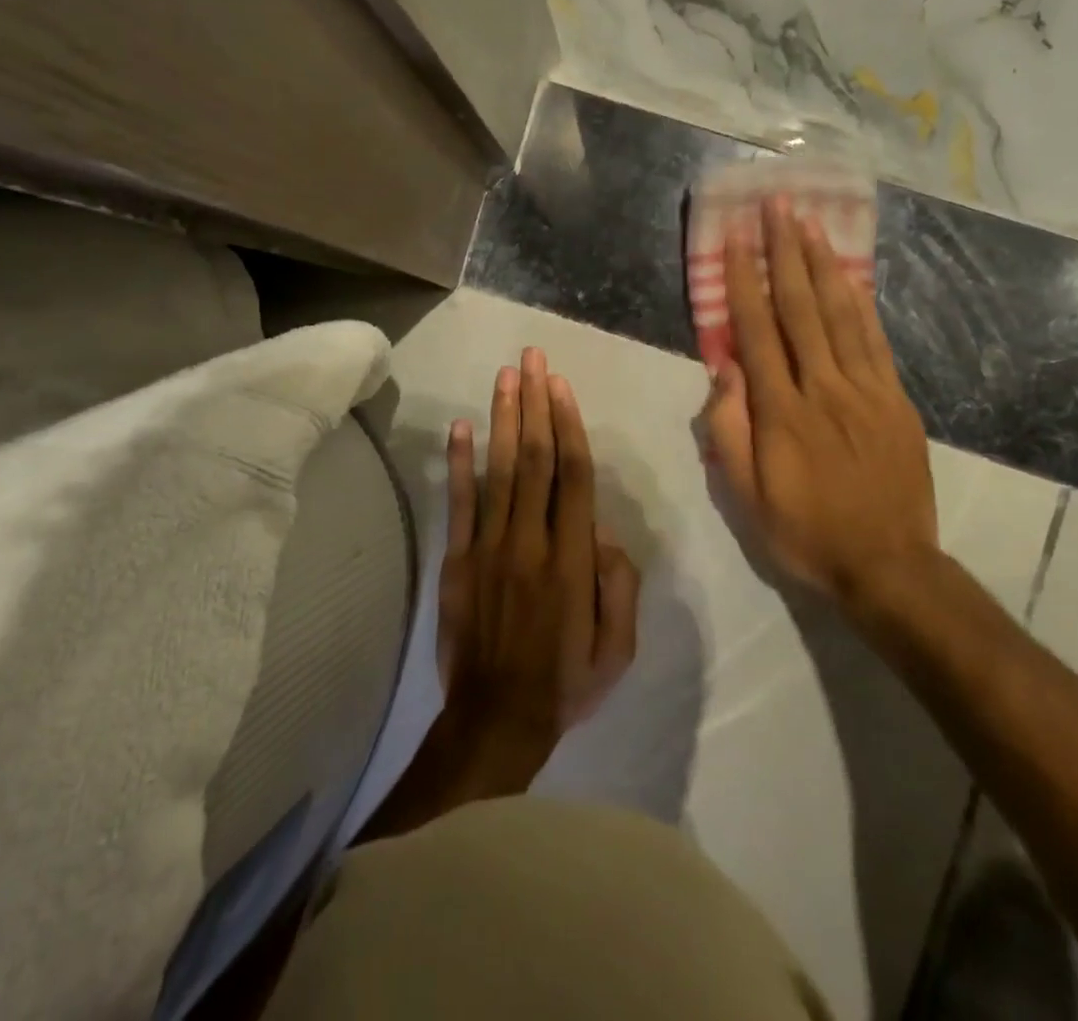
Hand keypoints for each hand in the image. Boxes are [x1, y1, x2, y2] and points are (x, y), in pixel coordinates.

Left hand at [437, 348, 641, 765]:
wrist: (495, 720)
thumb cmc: (564, 682)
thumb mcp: (617, 648)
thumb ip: (620, 586)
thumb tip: (605, 534)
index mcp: (571, 559)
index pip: (573, 476)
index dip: (569, 425)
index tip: (561, 385)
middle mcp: (529, 541)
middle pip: (535, 458)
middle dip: (535, 403)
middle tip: (531, 357)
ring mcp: (488, 547)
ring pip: (499, 470)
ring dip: (503, 419)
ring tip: (505, 376)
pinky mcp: (457, 560)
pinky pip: (460, 504)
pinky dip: (460, 464)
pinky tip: (461, 427)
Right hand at [701, 195, 938, 602]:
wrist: (888, 564)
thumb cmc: (805, 531)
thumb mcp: (746, 496)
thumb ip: (729, 432)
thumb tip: (724, 372)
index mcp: (782, 412)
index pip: (756, 332)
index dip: (743, 282)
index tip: (734, 240)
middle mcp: (823, 388)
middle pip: (800, 308)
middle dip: (783, 252)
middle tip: (776, 206)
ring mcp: (865, 390)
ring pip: (839, 314)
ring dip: (820, 264)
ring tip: (807, 223)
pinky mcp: (895, 399)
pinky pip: (874, 340)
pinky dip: (859, 302)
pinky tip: (848, 274)